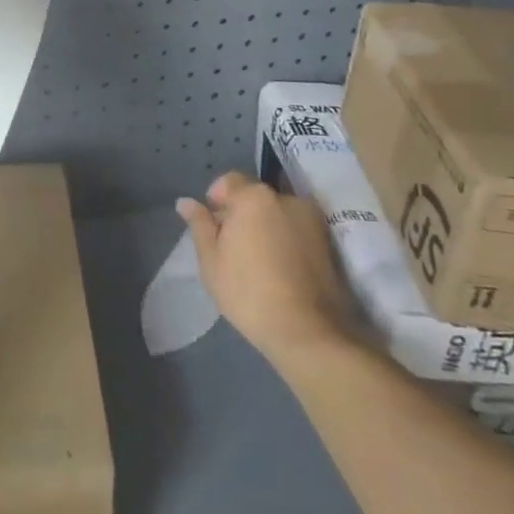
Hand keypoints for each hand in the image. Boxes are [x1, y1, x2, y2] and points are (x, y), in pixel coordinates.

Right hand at [177, 171, 357, 364]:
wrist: (307, 332)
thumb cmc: (248, 291)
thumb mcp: (211, 260)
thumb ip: (199, 224)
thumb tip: (185, 202)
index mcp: (254, 197)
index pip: (229, 181)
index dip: (216, 200)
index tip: (213, 228)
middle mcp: (286, 199)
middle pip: (255, 197)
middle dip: (241, 214)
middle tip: (232, 248)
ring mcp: (311, 221)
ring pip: (277, 214)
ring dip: (265, 227)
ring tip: (258, 261)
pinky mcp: (328, 244)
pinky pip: (296, 231)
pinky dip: (285, 241)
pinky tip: (278, 269)